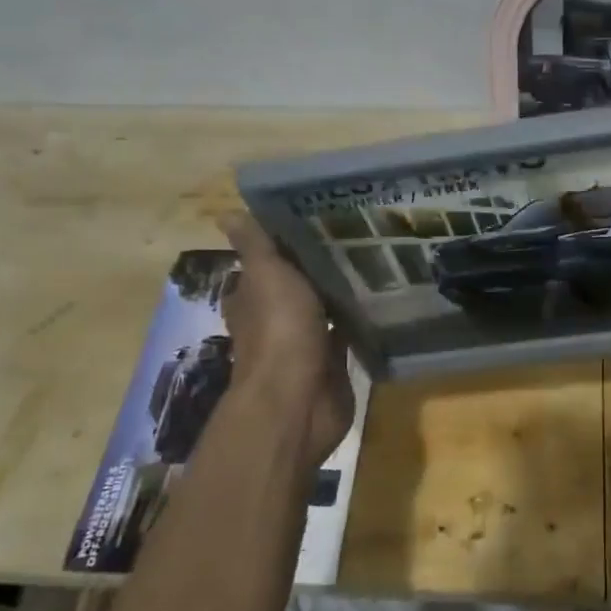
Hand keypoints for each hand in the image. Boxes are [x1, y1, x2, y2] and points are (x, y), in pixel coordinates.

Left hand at [218, 214, 355, 468]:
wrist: (299, 398)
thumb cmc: (279, 331)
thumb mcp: (267, 276)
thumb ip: (256, 246)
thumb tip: (226, 212)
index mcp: (253, 298)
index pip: (268, 263)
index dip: (287, 243)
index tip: (320, 218)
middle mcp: (276, 319)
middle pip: (300, 285)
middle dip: (322, 266)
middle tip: (359, 235)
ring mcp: (305, 343)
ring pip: (326, 309)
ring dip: (343, 293)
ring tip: (378, 261)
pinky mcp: (332, 362)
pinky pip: (348, 334)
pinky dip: (360, 321)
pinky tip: (384, 300)